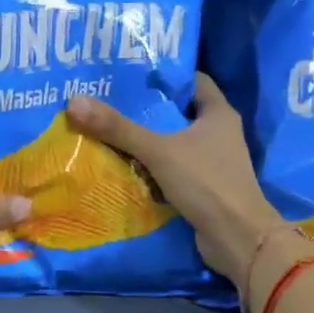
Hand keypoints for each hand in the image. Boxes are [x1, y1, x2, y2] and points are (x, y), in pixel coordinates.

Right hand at [66, 74, 287, 293]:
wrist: (238, 238)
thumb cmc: (206, 183)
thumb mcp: (158, 151)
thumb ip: (118, 128)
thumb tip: (75, 101)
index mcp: (218, 113)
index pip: (192, 81)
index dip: (164, 76)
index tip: (131, 74)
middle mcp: (219, 133)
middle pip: (178, 112)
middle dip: (147, 110)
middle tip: (110, 102)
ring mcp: (213, 162)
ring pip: (174, 143)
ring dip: (147, 141)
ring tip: (109, 132)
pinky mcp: (205, 188)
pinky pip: (173, 170)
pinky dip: (153, 168)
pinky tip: (124, 166)